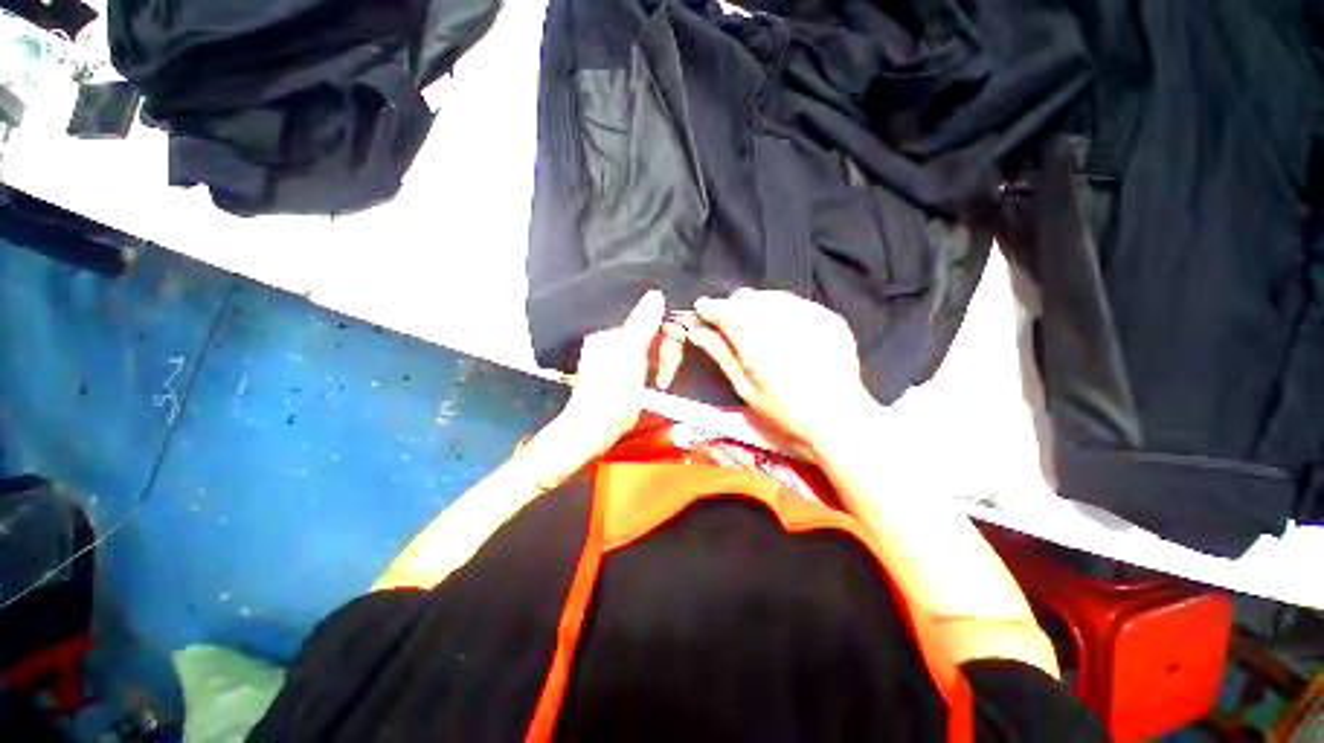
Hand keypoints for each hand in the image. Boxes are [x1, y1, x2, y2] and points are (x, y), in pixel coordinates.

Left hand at [545, 290, 666, 465]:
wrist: (590, 433)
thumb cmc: (612, 398)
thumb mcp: (630, 359)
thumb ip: (643, 325)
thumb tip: (656, 294)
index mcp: (611, 335)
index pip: (650, 324)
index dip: (667, 341)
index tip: (670, 363)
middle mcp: (610, 342)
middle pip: (651, 339)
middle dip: (663, 358)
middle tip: (662, 381)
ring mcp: (613, 360)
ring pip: (650, 354)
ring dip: (659, 368)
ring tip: (657, 386)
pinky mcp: (617, 376)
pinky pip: (643, 367)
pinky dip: (651, 376)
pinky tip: (650, 388)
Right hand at [689, 289, 873, 452]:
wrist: (840, 417)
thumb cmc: (786, 411)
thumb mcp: (747, 389)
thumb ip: (722, 355)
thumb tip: (696, 332)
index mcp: (760, 347)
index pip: (727, 312)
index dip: (712, 307)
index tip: (702, 309)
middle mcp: (785, 325)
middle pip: (748, 299)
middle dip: (733, 306)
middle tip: (728, 323)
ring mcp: (812, 318)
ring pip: (771, 296)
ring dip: (756, 305)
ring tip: (754, 326)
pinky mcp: (830, 318)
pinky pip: (795, 302)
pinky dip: (781, 309)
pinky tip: (781, 327)